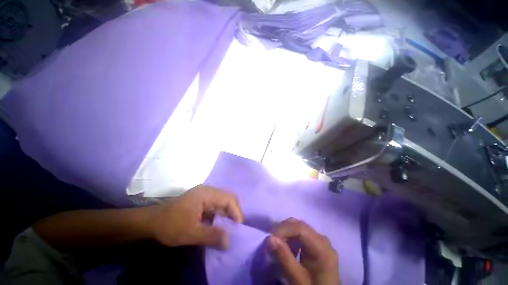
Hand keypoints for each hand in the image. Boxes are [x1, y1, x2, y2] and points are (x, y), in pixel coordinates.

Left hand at [149, 185, 242, 248]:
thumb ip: (211, 236)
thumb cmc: (171, 225)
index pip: (229, 199)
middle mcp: (208, 190)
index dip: (236, 212)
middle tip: (236, 227)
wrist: (152, 221)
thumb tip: (229, 242)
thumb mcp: (191, 233)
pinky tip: (220, 224)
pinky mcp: (202, 200)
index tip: (239, 228)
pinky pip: (216, 205)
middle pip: (228, 198)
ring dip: (228, 213)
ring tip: (230, 227)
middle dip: (234, 212)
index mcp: (207, 193)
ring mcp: (205, 194)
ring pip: (223, 201)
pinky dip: (221, 214)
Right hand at [269, 218, 339, 284]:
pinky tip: (287, 250)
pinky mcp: (316, 245)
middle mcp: (322, 239)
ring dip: (286, 234)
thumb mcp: (298, 279)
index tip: (270, 238)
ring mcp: (320, 241)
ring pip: (298, 228)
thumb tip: (269, 238)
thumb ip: (284, 258)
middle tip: (272, 242)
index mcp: (322, 247)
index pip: (300, 228)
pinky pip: (301, 235)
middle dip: (283, 230)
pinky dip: (291, 239)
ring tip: (278, 247)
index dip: (283, 229)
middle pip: (299, 225)